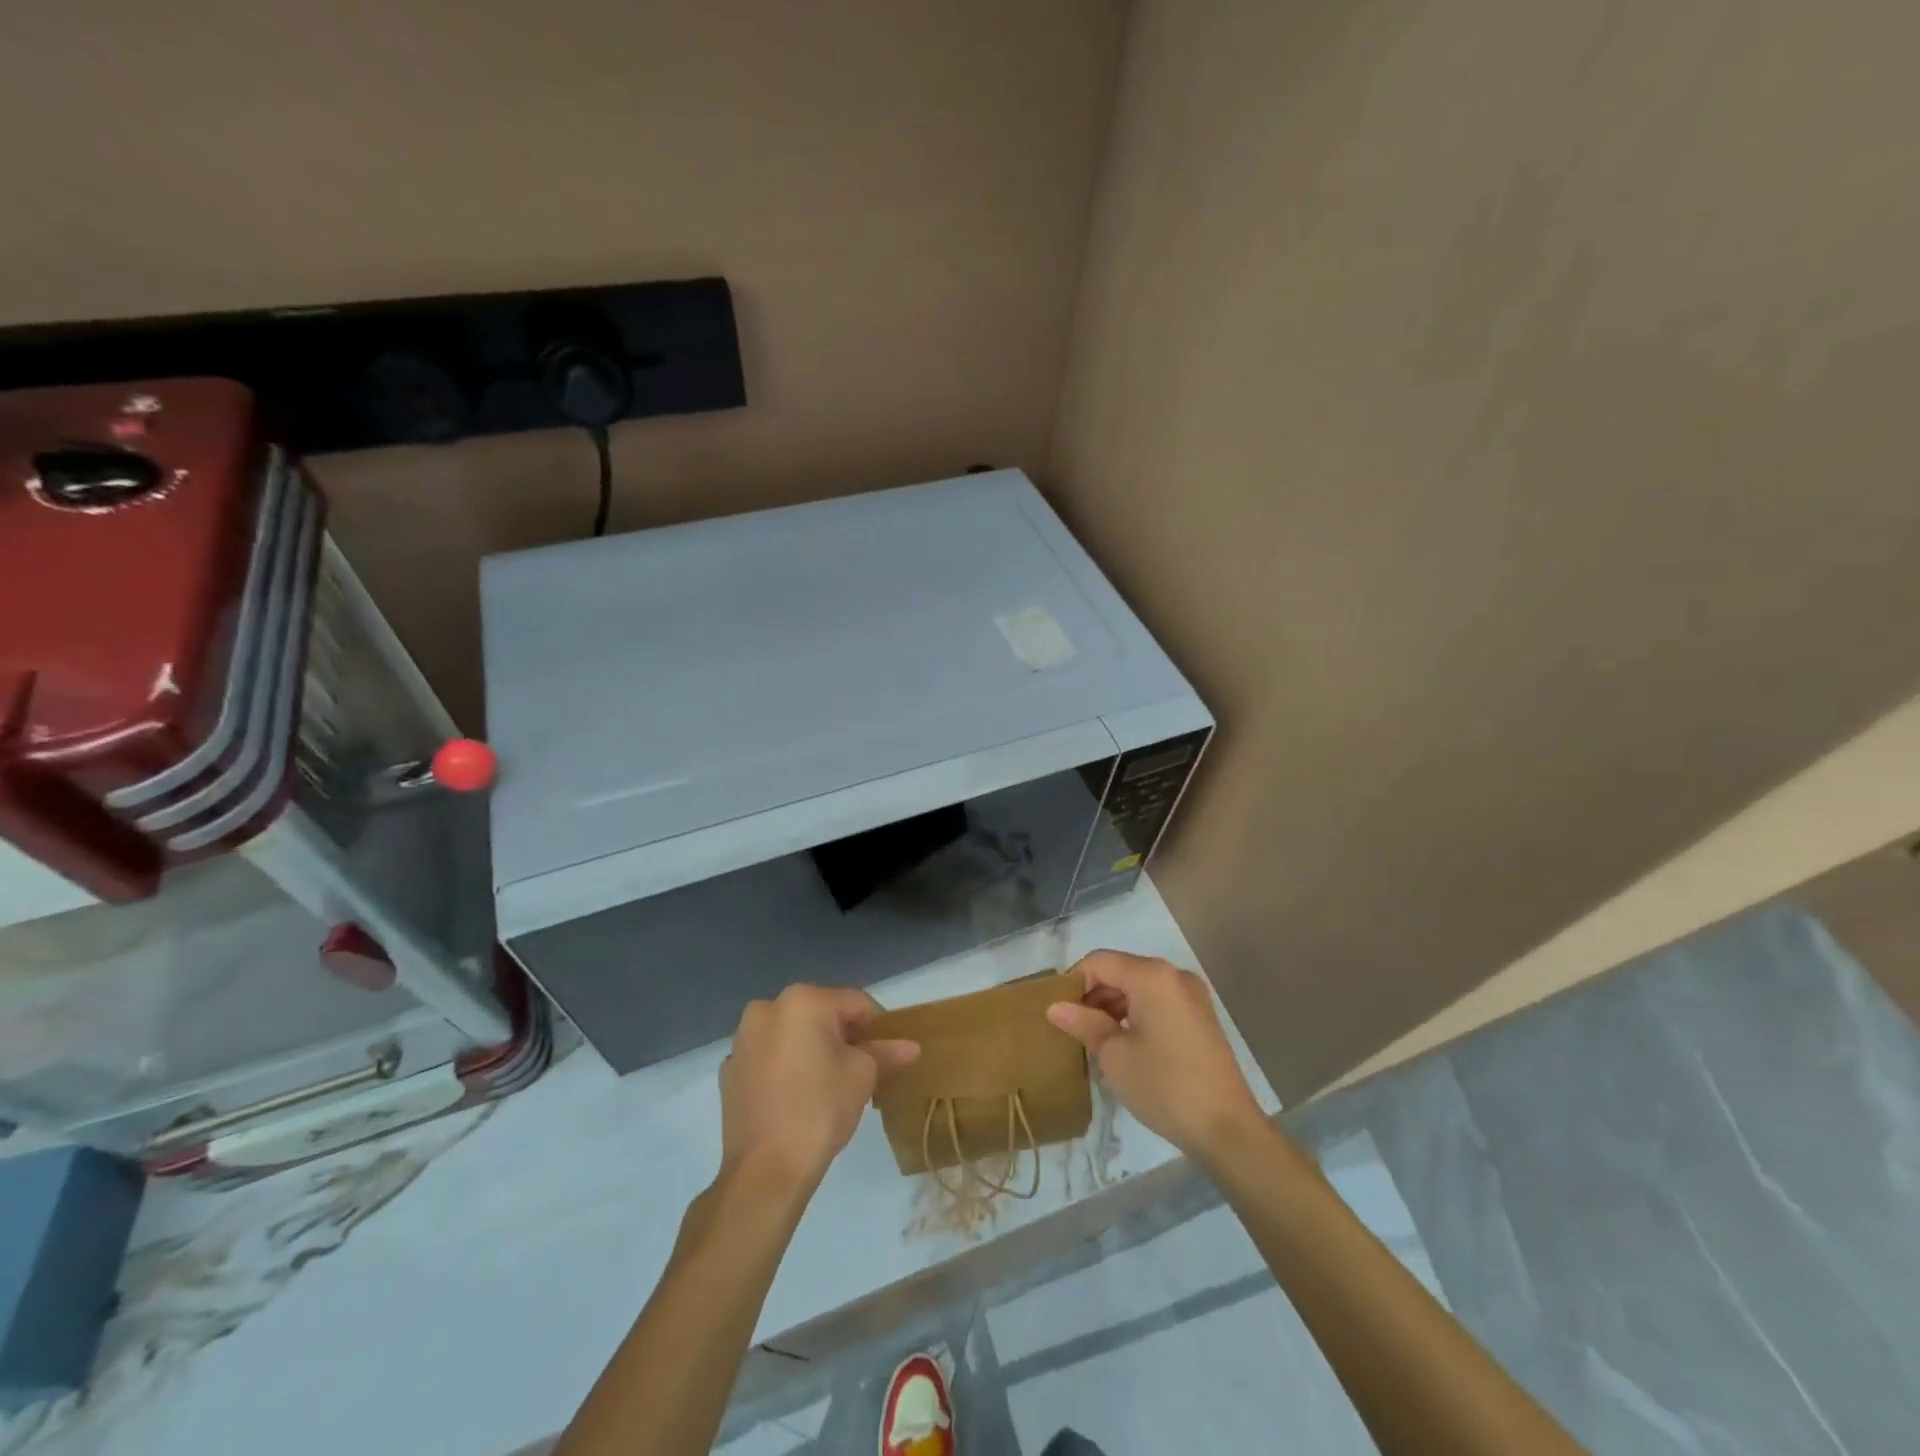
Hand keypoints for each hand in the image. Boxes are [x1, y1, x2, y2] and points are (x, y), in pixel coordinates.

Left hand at [719, 985, 918, 1192]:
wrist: (765, 1171)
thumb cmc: (820, 1110)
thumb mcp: (863, 1076)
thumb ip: (885, 1053)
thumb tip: (910, 1047)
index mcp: (803, 1000)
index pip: (855, 1003)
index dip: (879, 1026)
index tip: (890, 1052)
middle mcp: (767, 1008)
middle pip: (821, 1015)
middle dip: (844, 1037)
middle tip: (865, 1068)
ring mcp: (743, 1039)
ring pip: (792, 1035)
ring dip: (814, 1049)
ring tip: (832, 1083)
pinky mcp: (730, 1070)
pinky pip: (770, 1057)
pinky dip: (787, 1066)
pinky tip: (799, 1096)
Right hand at [1048, 950, 1264, 1158]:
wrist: (1228, 1129)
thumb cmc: (1164, 1086)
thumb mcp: (1114, 1055)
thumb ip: (1084, 1023)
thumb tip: (1055, 1007)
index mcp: (1152, 975)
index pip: (1099, 962)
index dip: (1073, 982)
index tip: (1058, 1012)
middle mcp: (1173, 975)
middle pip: (1120, 971)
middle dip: (1093, 994)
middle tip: (1073, 1029)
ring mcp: (1191, 995)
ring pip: (1139, 987)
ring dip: (1113, 1006)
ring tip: (1095, 1040)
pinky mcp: (1200, 1017)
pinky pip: (1158, 1002)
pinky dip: (1136, 1014)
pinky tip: (1124, 1044)